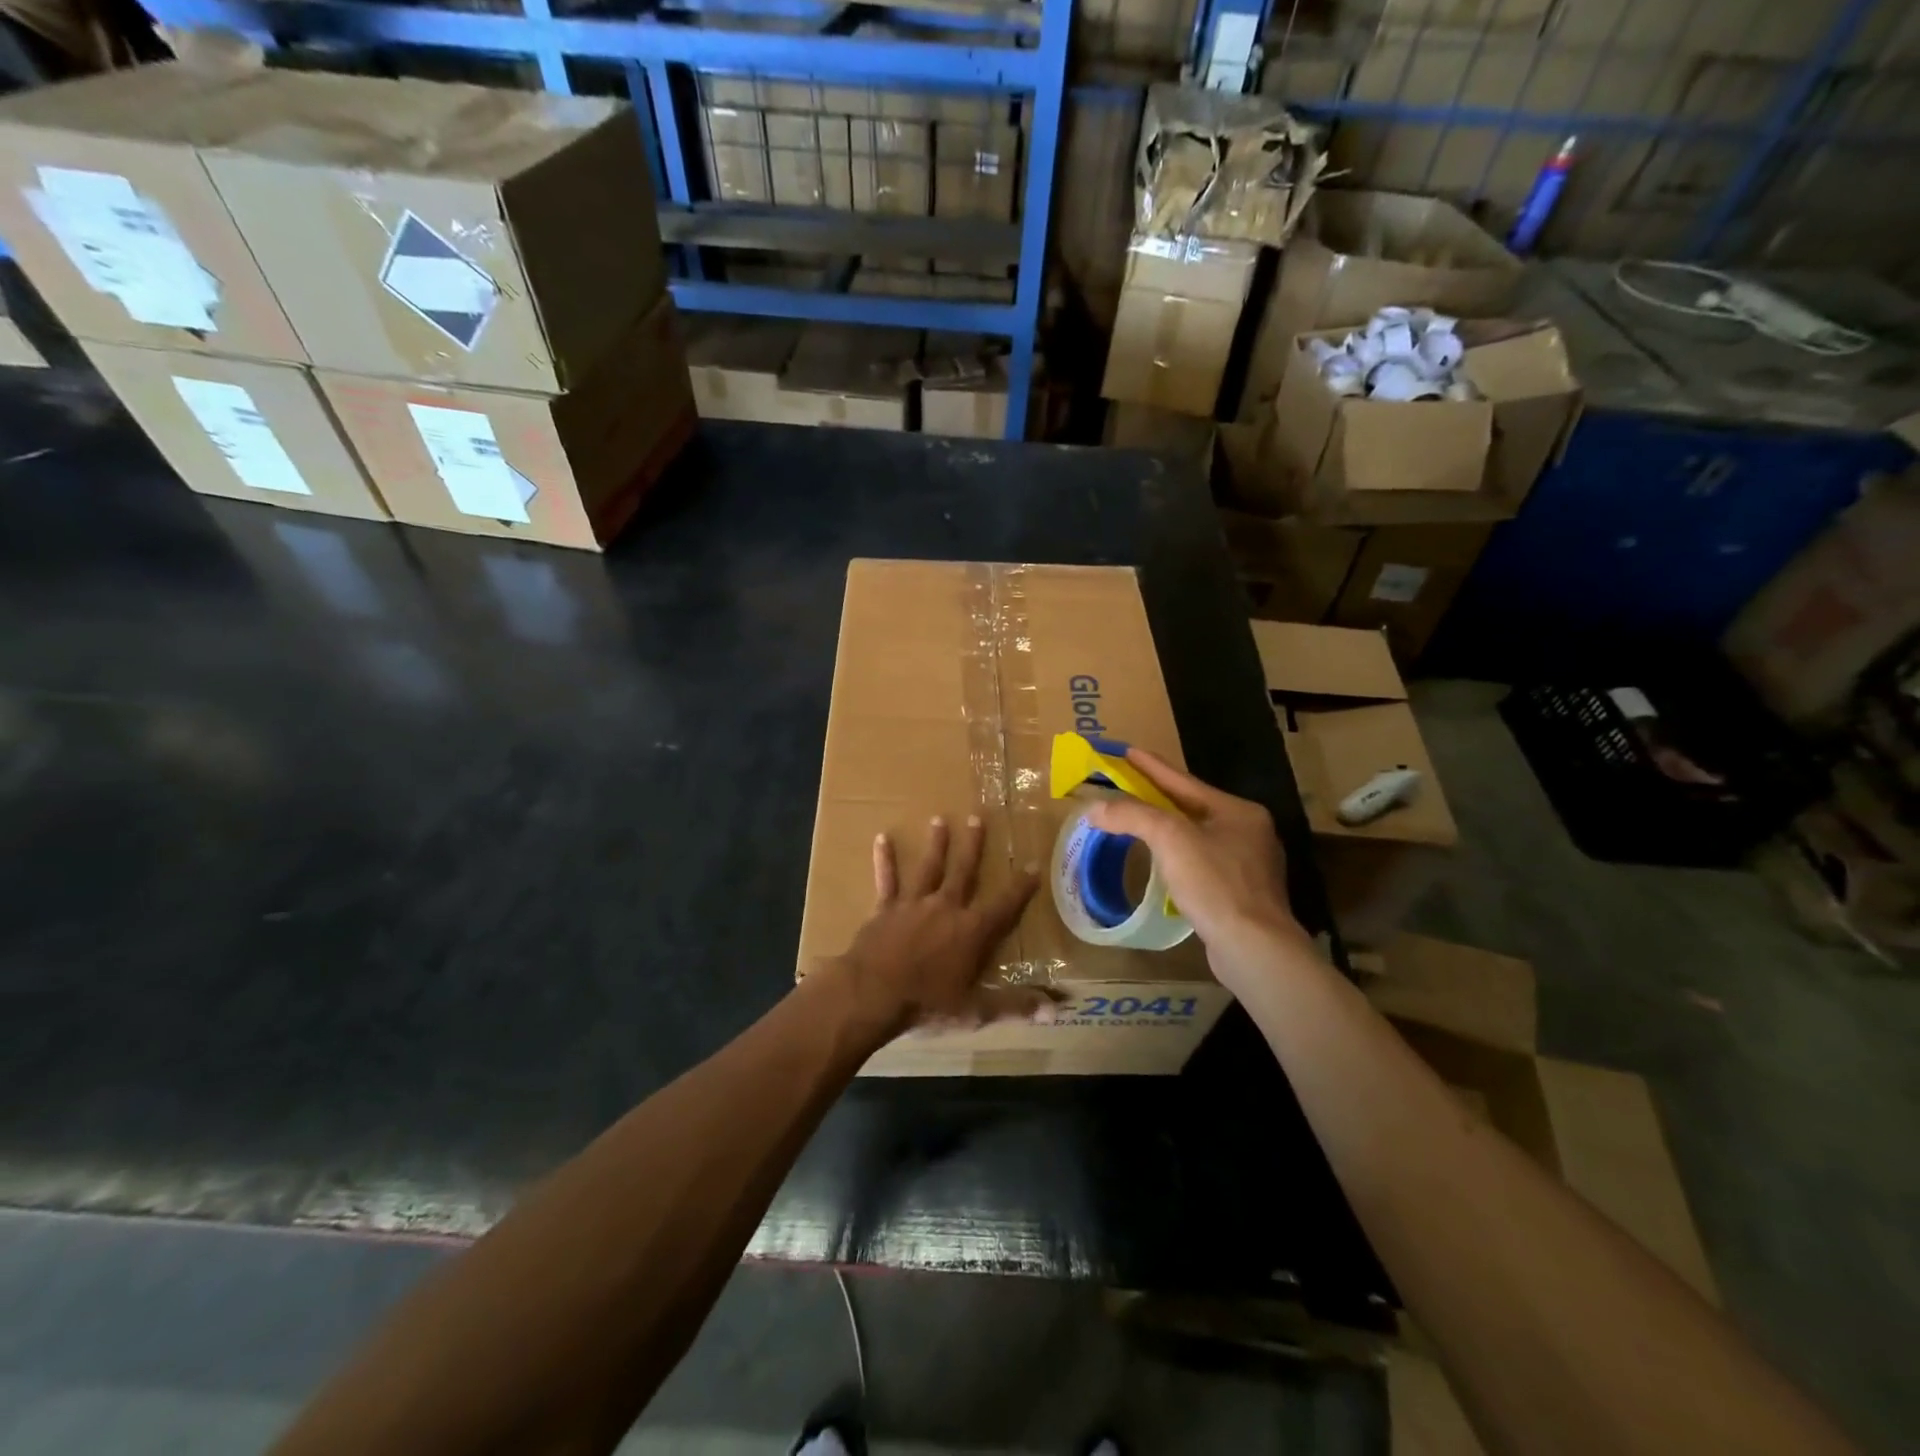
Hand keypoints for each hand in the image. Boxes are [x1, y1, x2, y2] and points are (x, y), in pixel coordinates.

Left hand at [820, 815, 1047, 1043]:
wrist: (872, 994)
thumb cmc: (926, 1004)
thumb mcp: (975, 1011)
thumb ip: (1014, 1006)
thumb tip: (1055, 1011)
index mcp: (972, 931)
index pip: (1005, 905)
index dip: (1021, 886)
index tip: (1033, 865)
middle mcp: (946, 908)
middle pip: (964, 871)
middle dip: (973, 846)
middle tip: (977, 818)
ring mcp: (914, 904)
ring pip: (929, 868)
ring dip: (936, 844)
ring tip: (939, 819)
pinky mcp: (886, 908)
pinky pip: (887, 880)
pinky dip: (885, 860)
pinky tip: (882, 838)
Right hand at [1082, 749, 1306, 987]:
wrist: (1253, 947)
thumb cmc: (1216, 884)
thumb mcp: (1171, 839)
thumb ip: (1133, 816)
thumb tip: (1095, 808)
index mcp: (1238, 811)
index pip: (1184, 782)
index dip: (1152, 766)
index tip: (1127, 751)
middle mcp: (1249, 832)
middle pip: (1192, 807)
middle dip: (1158, 797)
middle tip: (1127, 786)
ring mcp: (1249, 865)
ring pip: (1197, 836)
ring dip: (1167, 828)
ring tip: (1138, 822)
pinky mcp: (1241, 894)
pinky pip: (1201, 863)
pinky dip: (1177, 856)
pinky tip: (1163, 863)